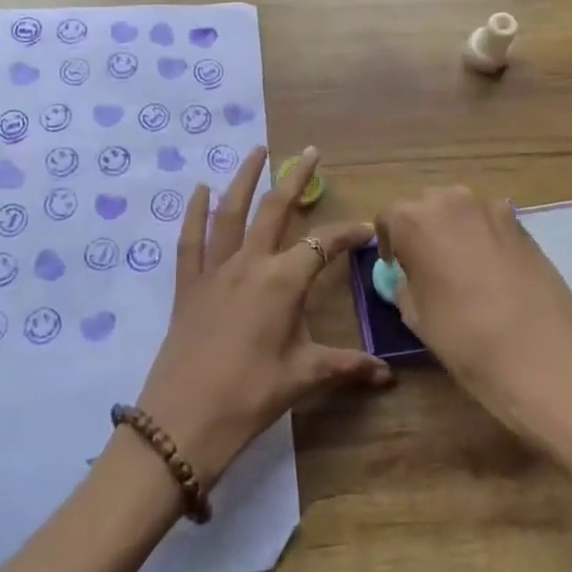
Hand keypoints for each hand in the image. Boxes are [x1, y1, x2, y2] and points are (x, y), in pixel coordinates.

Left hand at [137, 146, 390, 484]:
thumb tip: (387, 375)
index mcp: (283, 282)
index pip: (322, 245)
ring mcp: (215, 270)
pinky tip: (199, 189)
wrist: (183, 421)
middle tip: (309, 151)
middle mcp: (250, 263)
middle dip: (295, 178)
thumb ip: (345, 366)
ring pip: (230, 212)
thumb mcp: (303, 377)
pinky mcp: (188, 284)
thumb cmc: (250, 396)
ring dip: (244, 178)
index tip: (366, 230)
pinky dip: (194, 212)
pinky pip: (190, 239)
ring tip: (256, 150)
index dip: (347, 235)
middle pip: (275, 209)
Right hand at [378, 187, 571, 422]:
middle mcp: (451, 202)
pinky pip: (491, 223)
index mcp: (414, 221)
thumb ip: (405, 284)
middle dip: (422, 229)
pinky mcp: (523, 224)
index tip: (396, 268)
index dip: (389, 243)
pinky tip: (493, 272)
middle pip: (426, 206)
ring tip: (462, 267)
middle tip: (427, 265)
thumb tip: (408, 275)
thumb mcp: (416, 315)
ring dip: (454, 230)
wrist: (540, 353)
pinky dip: (485, 237)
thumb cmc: (464, 337)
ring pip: (461, 210)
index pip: (389, 218)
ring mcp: (491, 209)